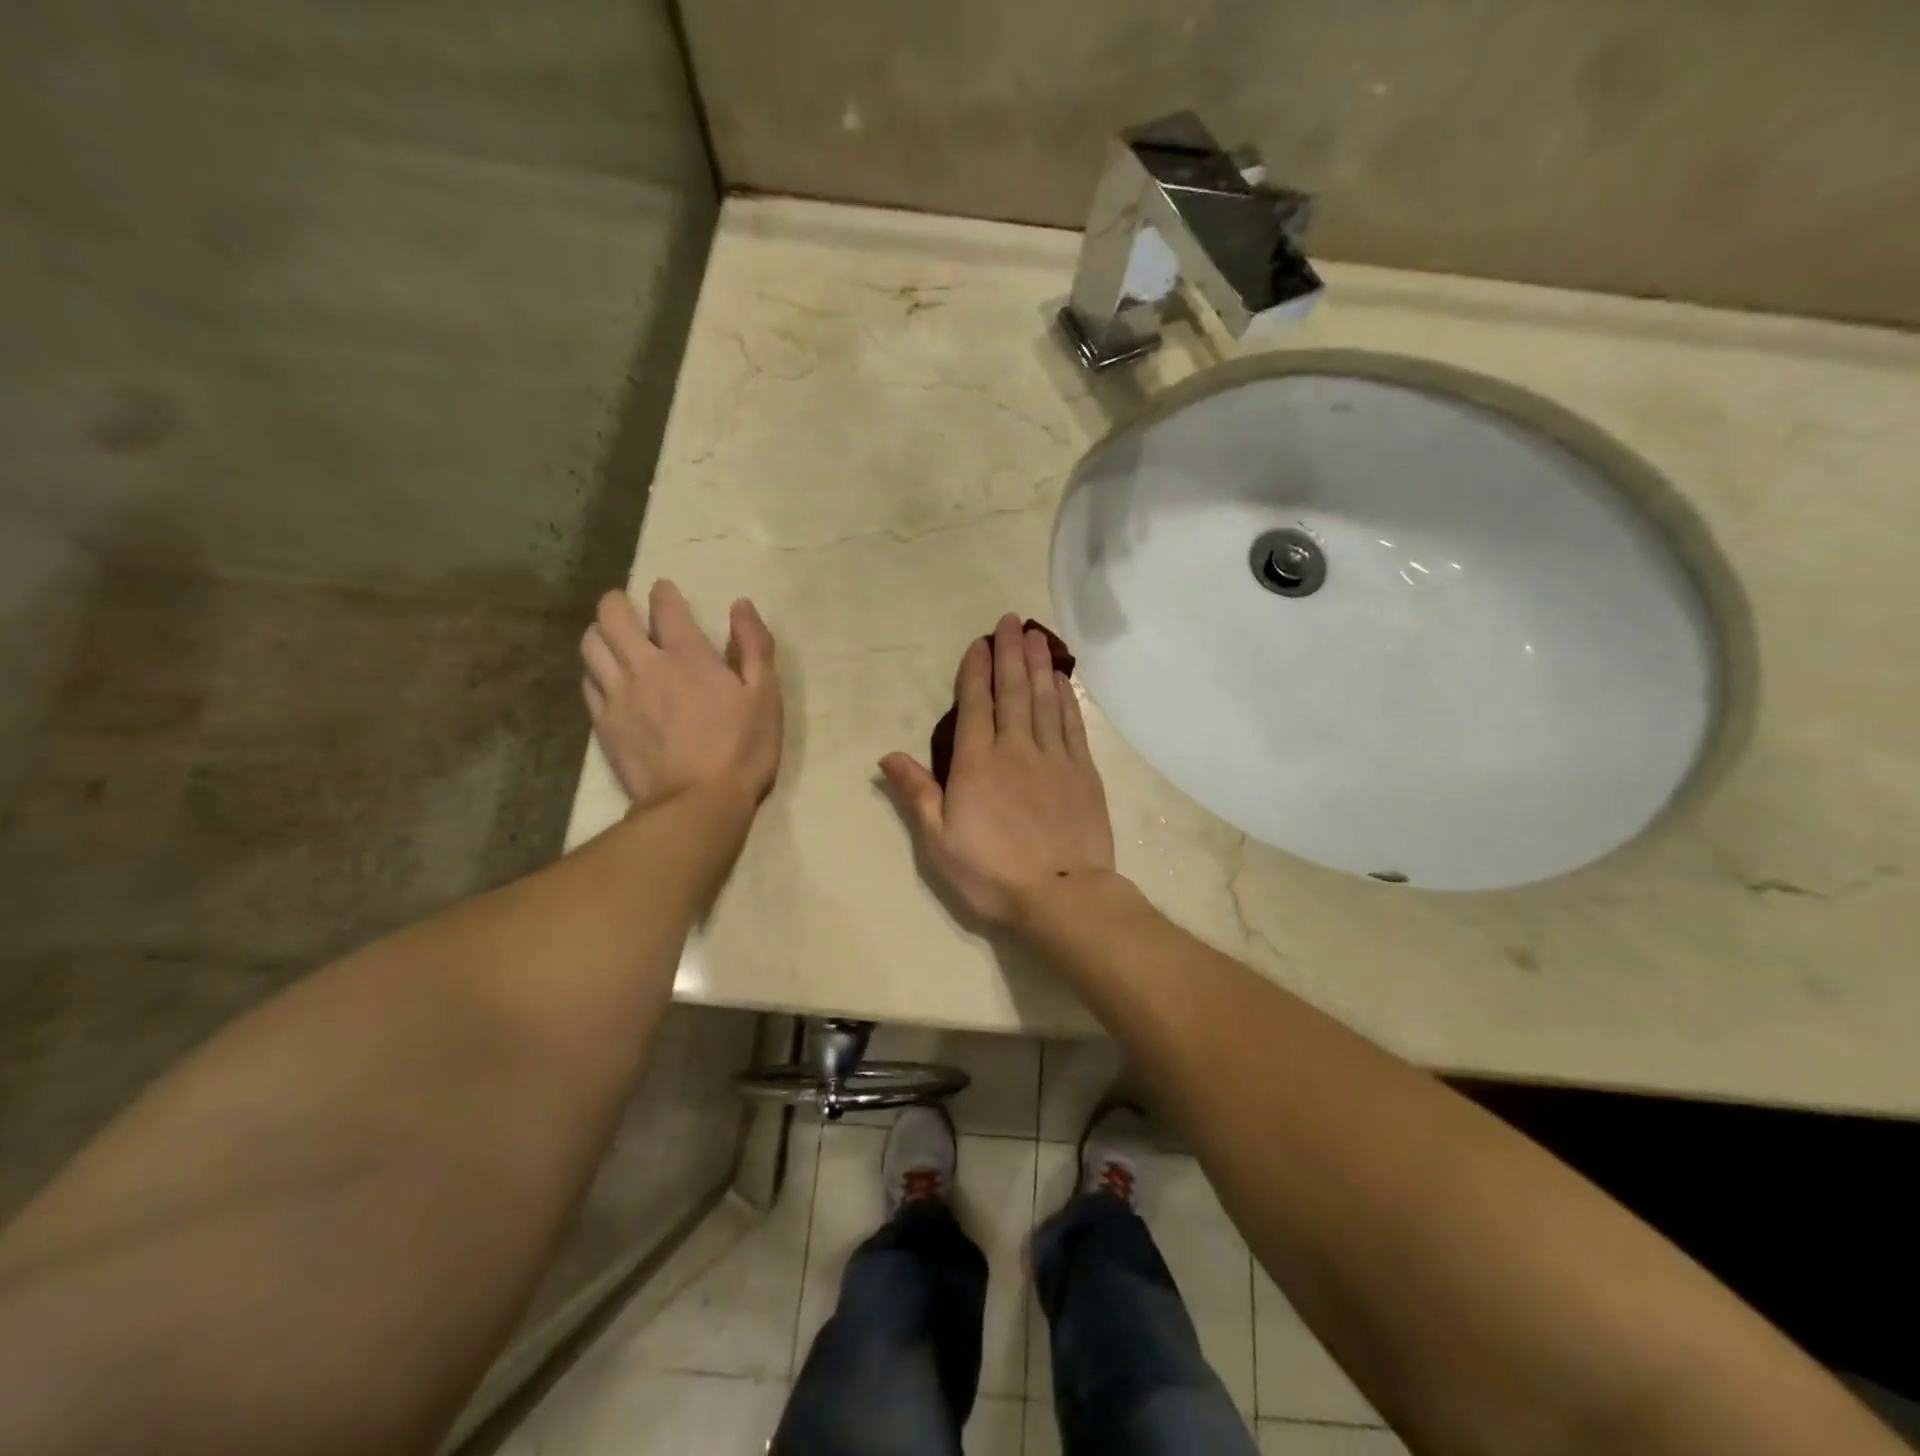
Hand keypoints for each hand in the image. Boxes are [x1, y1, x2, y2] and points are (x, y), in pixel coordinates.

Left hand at [582, 580, 781, 814]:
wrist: (697, 805)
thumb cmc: (742, 750)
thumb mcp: (766, 697)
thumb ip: (754, 647)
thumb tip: (741, 605)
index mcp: (688, 657)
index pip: (666, 608)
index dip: (664, 593)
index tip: (664, 590)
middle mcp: (645, 667)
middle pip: (612, 617)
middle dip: (616, 602)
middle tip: (626, 605)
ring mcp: (618, 696)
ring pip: (591, 647)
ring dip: (599, 633)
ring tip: (610, 638)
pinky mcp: (603, 725)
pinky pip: (587, 684)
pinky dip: (594, 672)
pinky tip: (605, 679)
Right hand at [881, 614, 1115, 927]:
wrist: (1062, 894)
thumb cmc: (992, 873)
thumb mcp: (939, 841)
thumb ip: (916, 793)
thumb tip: (887, 755)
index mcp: (977, 763)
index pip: (975, 704)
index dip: (976, 670)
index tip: (979, 643)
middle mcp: (1015, 748)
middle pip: (1013, 690)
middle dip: (1009, 653)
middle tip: (1010, 621)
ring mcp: (1054, 756)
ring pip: (1044, 699)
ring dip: (1039, 664)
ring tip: (1035, 635)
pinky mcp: (1083, 770)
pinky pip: (1072, 723)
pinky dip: (1066, 697)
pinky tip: (1062, 680)